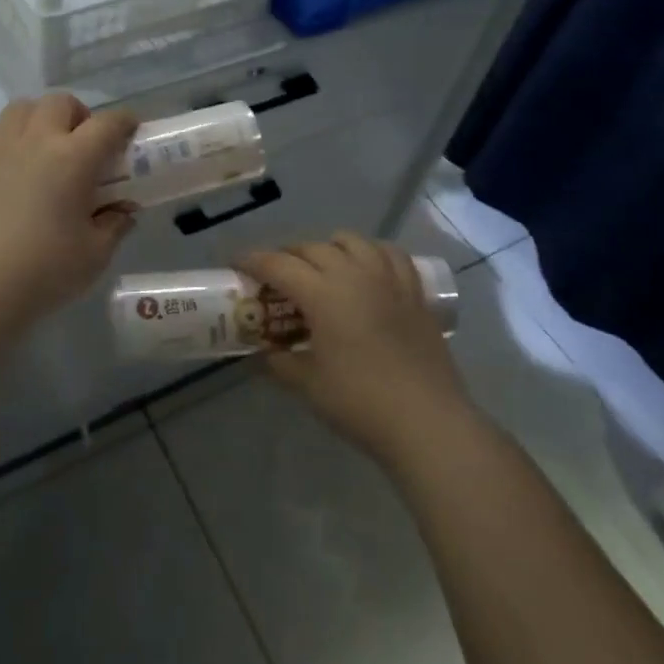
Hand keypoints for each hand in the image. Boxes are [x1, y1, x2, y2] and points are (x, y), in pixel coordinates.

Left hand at [0, 94, 138, 325]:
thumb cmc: (45, 272)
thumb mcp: (96, 254)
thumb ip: (115, 225)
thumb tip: (124, 211)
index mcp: (74, 159)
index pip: (108, 124)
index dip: (125, 123)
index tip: (130, 132)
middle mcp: (37, 141)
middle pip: (61, 103)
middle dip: (78, 115)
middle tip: (82, 145)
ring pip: (20, 108)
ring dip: (38, 119)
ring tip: (42, 147)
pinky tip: (3, 158)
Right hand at [242, 233, 474, 469]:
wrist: (426, 421)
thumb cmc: (360, 402)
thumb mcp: (308, 385)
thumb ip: (280, 363)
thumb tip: (263, 353)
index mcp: (323, 293)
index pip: (278, 264)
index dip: (253, 260)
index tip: (237, 264)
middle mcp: (354, 274)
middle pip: (312, 248)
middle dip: (288, 255)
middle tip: (275, 275)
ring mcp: (388, 279)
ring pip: (352, 242)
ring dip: (328, 247)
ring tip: (321, 266)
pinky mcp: (414, 292)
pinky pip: (390, 254)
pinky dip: (371, 252)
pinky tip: (367, 268)